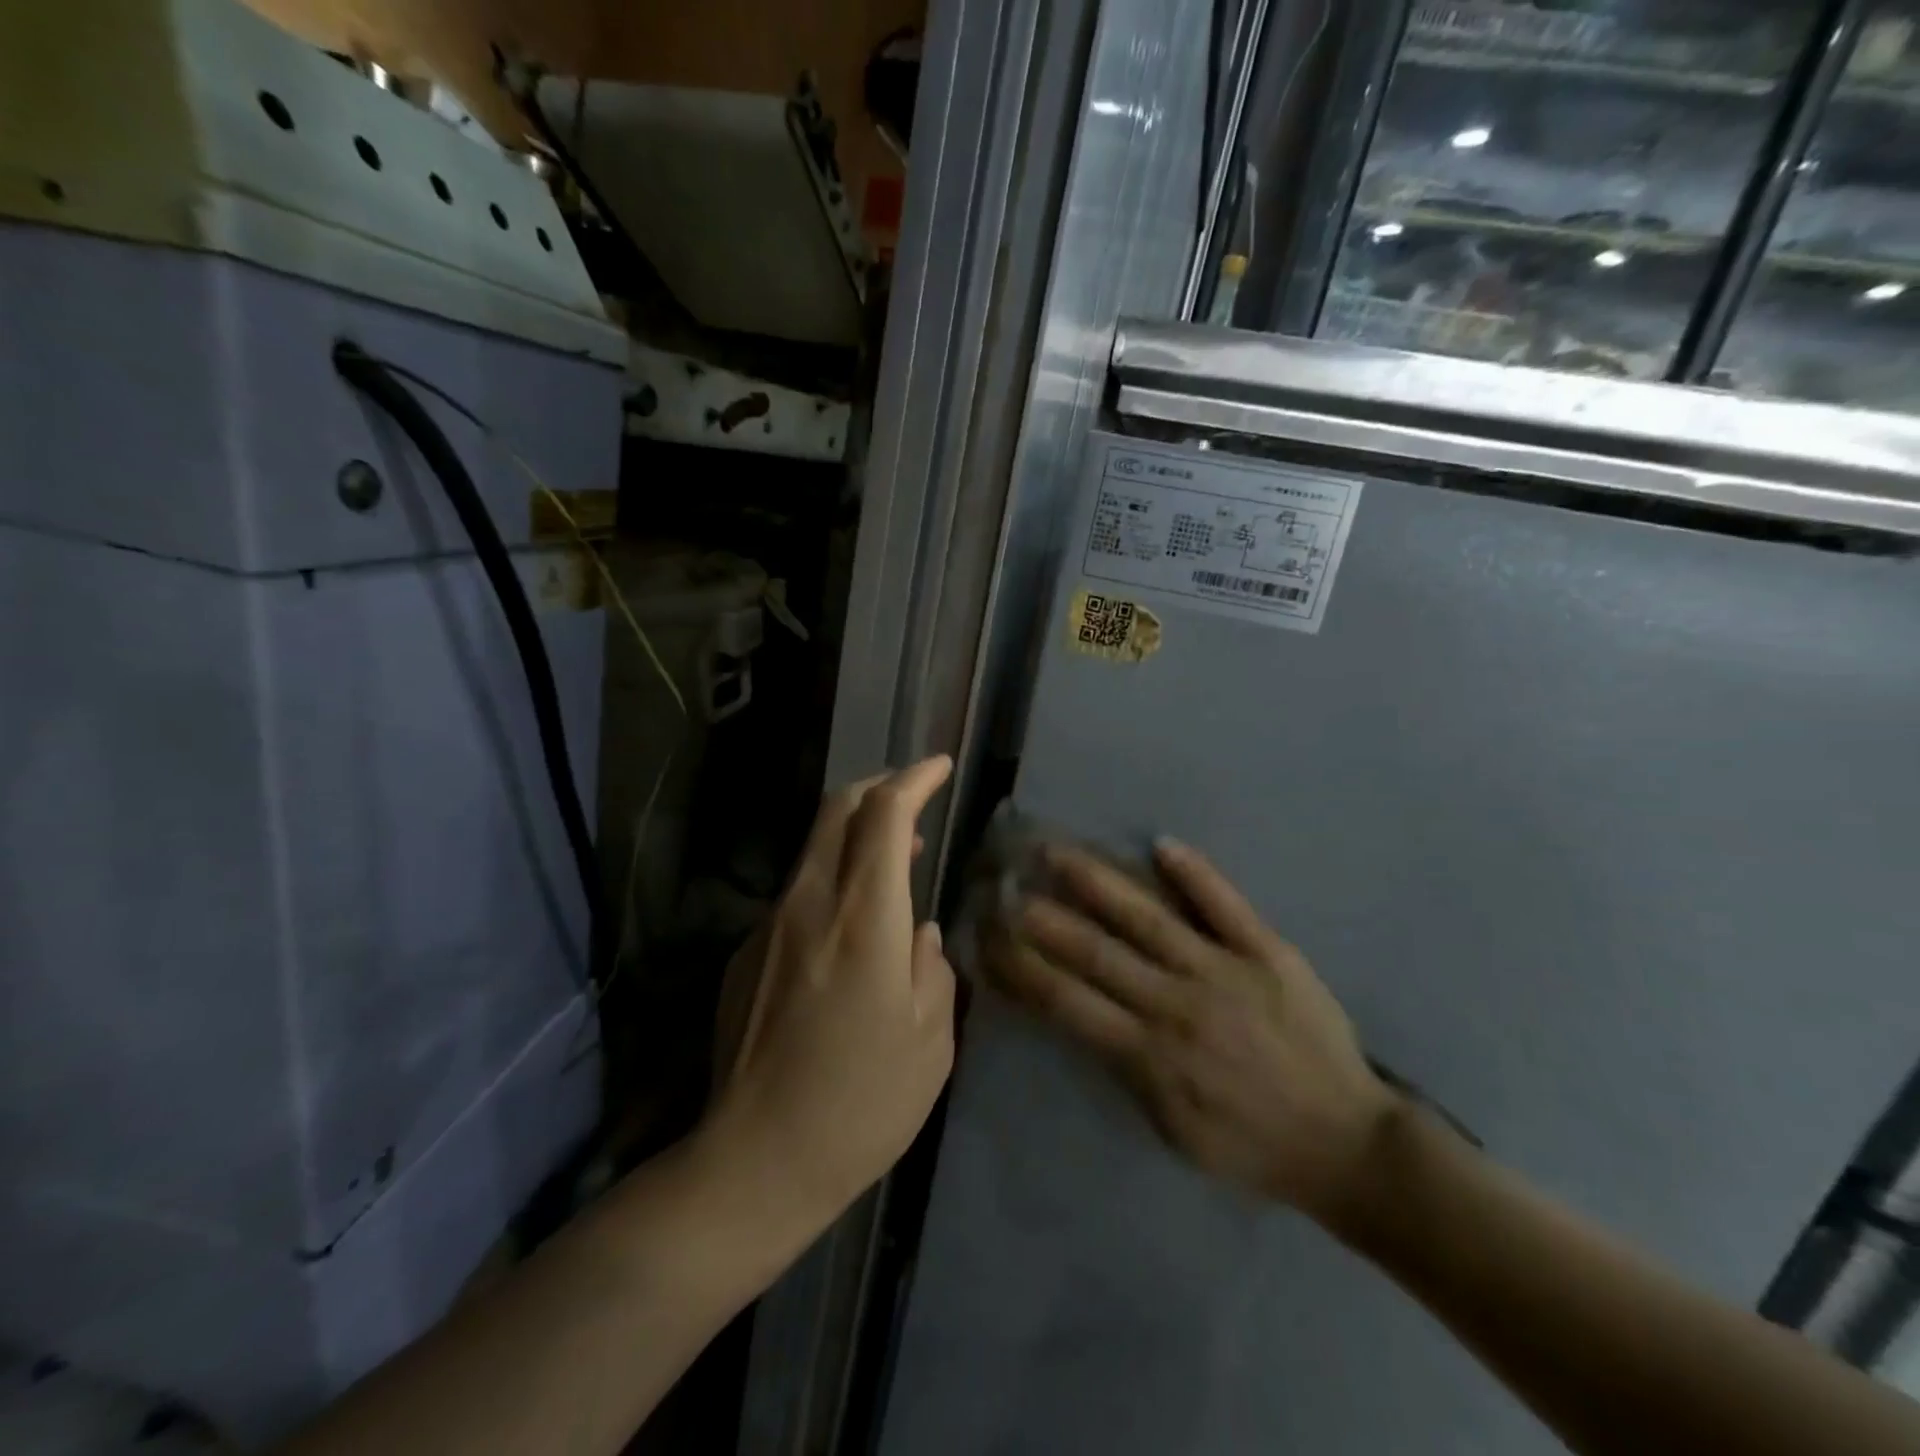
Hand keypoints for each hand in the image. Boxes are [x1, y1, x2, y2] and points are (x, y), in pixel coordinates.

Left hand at [706, 758, 957, 1226]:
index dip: (914, 779)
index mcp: (864, 918)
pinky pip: (797, 892)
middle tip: (915, 798)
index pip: (885, 814)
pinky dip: (832, 879)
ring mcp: (769, 925)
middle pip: (837, 810)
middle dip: (879, 787)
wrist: (754, 1161)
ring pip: (814, 847)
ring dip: (856, 834)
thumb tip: (922, 935)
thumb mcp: (930, 1041)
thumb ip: (934, 969)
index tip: (939, 767)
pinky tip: (852, 925)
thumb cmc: (861, 1104)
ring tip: (895, 858)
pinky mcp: (746, 952)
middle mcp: (810, 904)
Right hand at [986, 838, 1395, 1223]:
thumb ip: (1124, 1068)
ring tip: (1057, 852)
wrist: (1346, 1143)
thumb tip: (1080, 1014)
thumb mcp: (1172, 1128)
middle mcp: (1176, 1003)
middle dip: (1042, 917)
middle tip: (1004, 883)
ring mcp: (1223, 970)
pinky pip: (1225, 904)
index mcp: (1149, 1054)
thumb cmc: (1250, 1143)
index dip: (1021, 966)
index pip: (1066, 1000)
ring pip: (1147, 917)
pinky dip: (1194, 873)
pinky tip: (1160, 844)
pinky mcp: (1268, 951)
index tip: (989, 937)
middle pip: (1095, 951)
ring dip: (1097, 882)